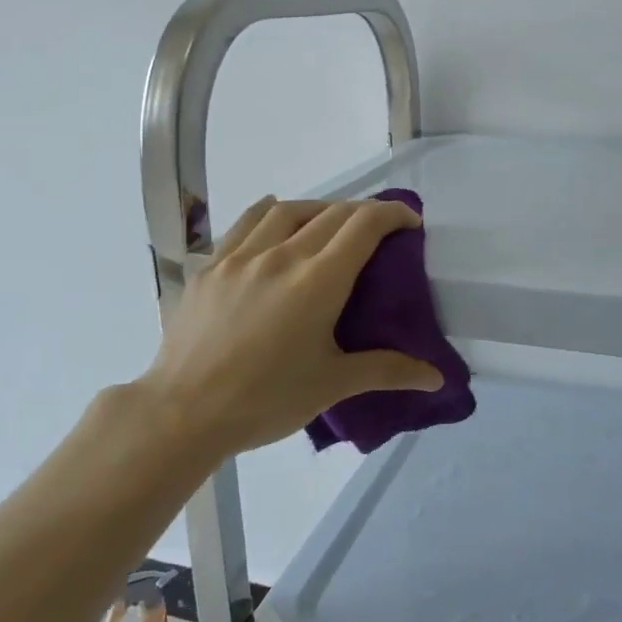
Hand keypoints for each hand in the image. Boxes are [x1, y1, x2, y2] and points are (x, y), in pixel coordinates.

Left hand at [136, 197, 444, 462]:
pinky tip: (273, 221)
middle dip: (361, 214)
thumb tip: (437, 378)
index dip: (393, 214)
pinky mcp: (210, 266)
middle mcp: (280, 255)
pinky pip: (245, 224)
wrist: (184, 412)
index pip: (363, 225)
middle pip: (330, 214)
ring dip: (317, 209)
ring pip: (286, 210)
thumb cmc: (265, 400)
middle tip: (377, 231)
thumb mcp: (332, 385)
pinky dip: (270, 214)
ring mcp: (239, 256)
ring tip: (328, 225)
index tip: (410, 221)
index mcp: (317, 280)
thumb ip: (387, 371)